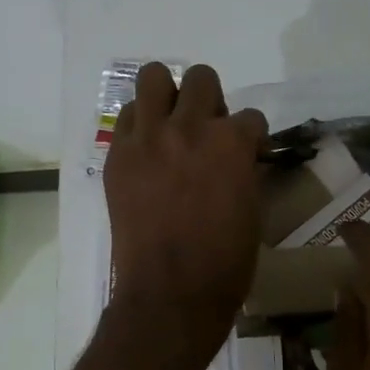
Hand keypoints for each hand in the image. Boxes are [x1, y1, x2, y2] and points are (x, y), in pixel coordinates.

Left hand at [104, 63, 267, 342]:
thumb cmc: (224, 262)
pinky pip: (127, 116)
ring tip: (170, 124)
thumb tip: (235, 158)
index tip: (245, 153)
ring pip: (153, 77)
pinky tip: (146, 150)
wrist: (169, 292)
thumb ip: (242, 170)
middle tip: (205, 130)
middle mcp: (189, 128)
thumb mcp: (250, 209)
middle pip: (201, 78)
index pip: (250, 117)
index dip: (250, 136)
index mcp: (231, 143)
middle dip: (209, 99)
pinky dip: (140, 125)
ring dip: (168, 95)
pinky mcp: (119, 154)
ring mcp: (148, 138)